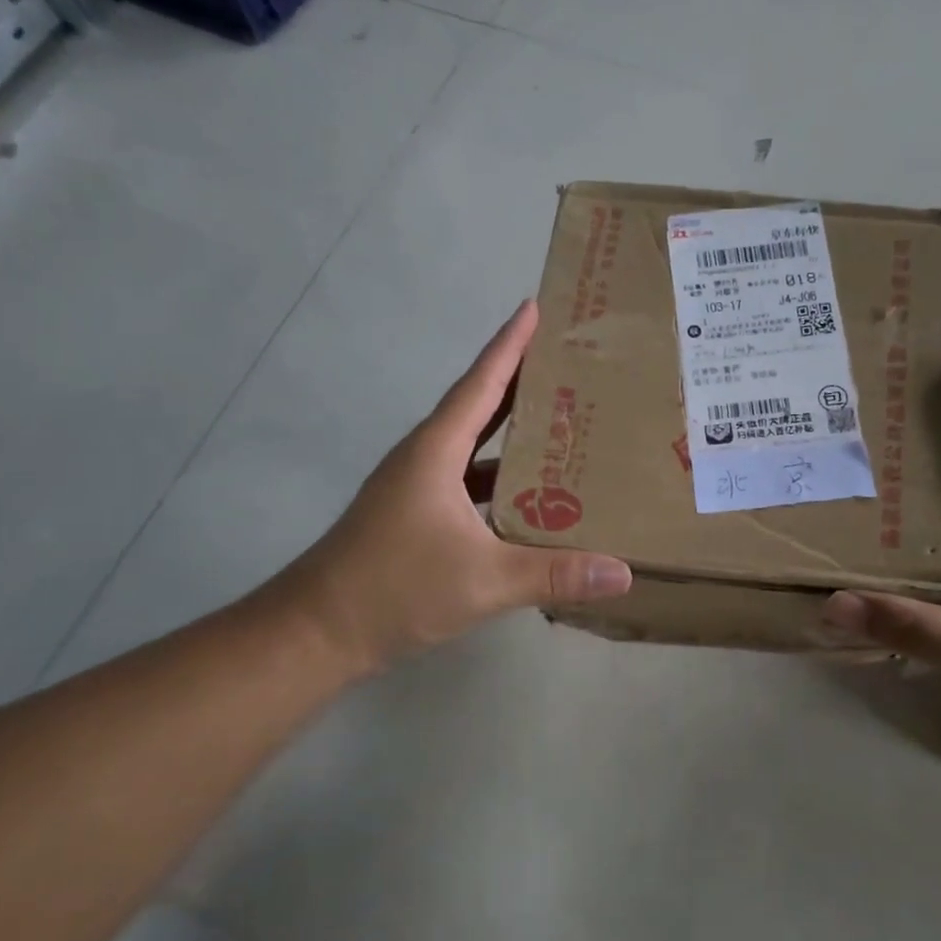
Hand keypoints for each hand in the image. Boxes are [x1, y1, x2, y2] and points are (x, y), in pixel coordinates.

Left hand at [271, 301, 631, 678]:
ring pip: (475, 447)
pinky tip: (533, 496)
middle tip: (570, 363)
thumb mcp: (485, 580)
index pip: (481, 384)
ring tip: (564, 423)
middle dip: (522, 381)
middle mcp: (426, 458)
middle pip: (480, 406)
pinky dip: (502, 479)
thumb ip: (555, 574)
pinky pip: (470, 481)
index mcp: (436, 451)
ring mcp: (418, 488)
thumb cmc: (395, 588)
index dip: (510, 345)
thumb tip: (623, 573)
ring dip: (513, 433)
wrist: (317, 632)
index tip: (535, 308)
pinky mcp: (417, 516)